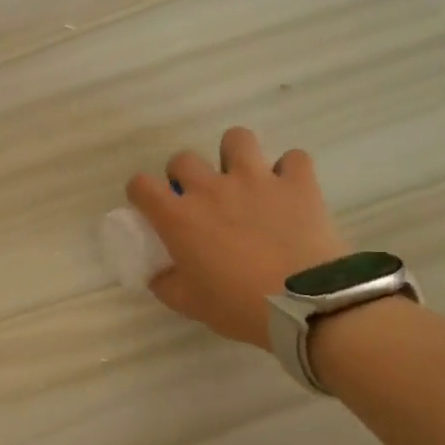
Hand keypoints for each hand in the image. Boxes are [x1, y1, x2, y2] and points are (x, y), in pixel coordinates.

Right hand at [125, 129, 351, 349]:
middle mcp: (211, 188)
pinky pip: (293, 158)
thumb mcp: (189, 304)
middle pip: (183, 158)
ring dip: (235, 155)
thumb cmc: (237, 306)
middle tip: (198, 199)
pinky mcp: (296, 183)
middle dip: (184, 175)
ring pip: (237, 138)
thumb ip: (166, 283)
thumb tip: (158, 275)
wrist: (304, 305)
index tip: (150, 207)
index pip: (141, 185)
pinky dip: (289, 171)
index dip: (140, 193)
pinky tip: (288, 190)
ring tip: (243, 178)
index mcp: (179, 217)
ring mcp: (256, 179)